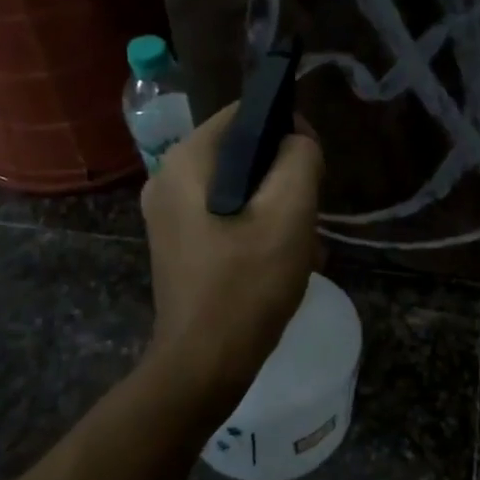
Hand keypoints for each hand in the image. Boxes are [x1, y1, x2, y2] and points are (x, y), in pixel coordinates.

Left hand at [139, 103, 324, 416]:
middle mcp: (167, 177)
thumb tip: (297, 141)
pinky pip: (222, 213)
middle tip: (307, 210)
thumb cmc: (247, 284)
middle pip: (239, 150)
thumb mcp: (289, 213)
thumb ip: (299, 158)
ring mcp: (166, 213)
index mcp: (186, 161)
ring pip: (235, 185)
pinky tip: (275, 257)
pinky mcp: (176, 242)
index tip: (313, 163)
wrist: (202, 365)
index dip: (285, 127)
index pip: (243, 114)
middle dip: (280, 173)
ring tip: (296, 239)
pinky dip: (252, 224)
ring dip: (271, 203)